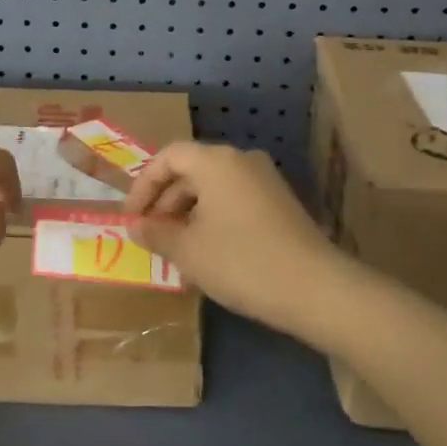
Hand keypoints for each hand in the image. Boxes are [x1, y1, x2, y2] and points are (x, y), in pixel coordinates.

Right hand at [122, 142, 341, 332]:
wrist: (315, 289)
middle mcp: (241, 160)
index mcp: (216, 161)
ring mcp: (265, 180)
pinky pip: (234, 200)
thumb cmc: (241, 262)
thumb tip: (137, 227)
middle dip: (165, 202)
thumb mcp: (189, 251)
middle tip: (151, 235)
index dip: (143, 184)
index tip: (132, 217)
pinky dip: (213, 218)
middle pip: (191, 170)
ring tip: (175, 249)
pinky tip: (207, 253)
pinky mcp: (280, 203)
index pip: (168, 157)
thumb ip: (157, 234)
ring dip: (188, 213)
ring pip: (213, 187)